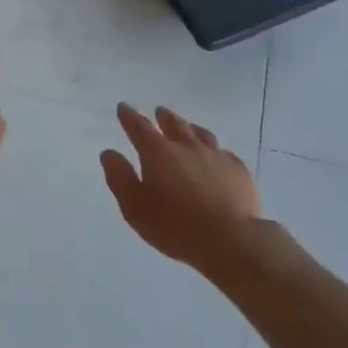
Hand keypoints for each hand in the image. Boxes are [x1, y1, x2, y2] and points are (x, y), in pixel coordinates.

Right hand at [101, 105, 261, 271]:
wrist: (231, 240)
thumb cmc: (176, 226)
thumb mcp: (135, 208)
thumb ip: (120, 178)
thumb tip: (109, 153)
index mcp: (158, 153)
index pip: (139, 127)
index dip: (129, 116)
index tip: (123, 107)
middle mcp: (187, 146)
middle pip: (173, 124)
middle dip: (163, 117)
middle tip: (159, 112)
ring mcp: (216, 156)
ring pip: (201, 134)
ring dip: (190, 128)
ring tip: (188, 127)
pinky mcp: (238, 170)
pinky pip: (224, 152)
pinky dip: (215, 150)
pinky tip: (217, 155)